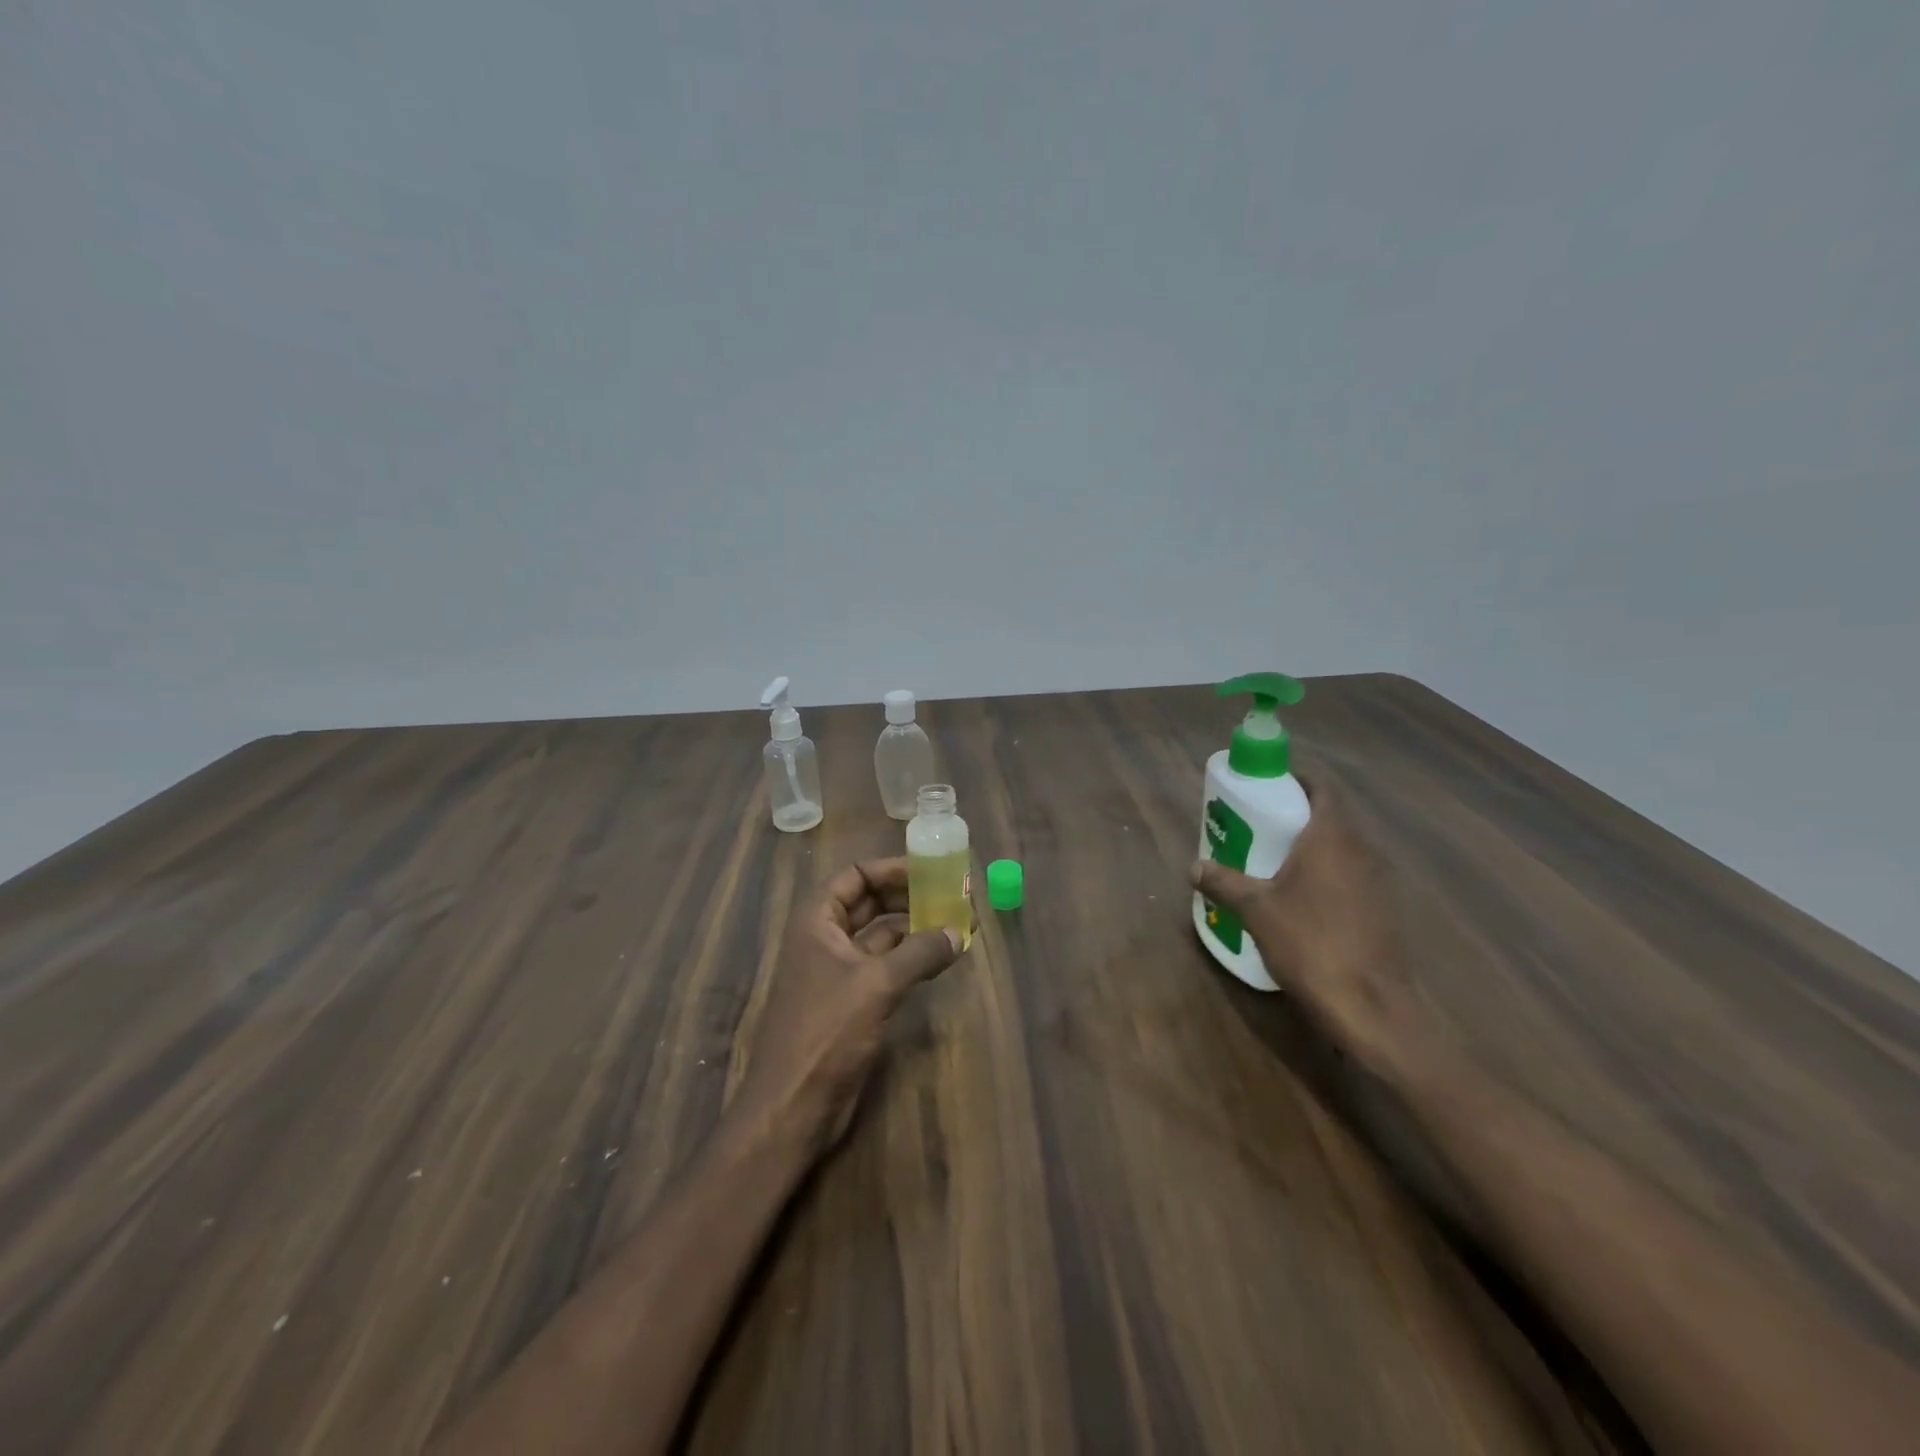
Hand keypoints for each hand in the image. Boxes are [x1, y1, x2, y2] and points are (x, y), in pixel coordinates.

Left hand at [736, 857, 962, 1154]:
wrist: (793, 1107)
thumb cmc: (825, 1034)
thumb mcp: (876, 986)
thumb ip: (919, 953)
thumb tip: (959, 932)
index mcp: (817, 922)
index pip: (854, 875)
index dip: (890, 868)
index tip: (930, 869)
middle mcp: (825, 939)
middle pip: (868, 902)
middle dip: (908, 896)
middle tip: (950, 894)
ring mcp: (837, 972)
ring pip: (880, 936)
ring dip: (914, 928)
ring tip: (955, 923)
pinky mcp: (851, 1002)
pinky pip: (885, 966)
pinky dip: (911, 958)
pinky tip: (940, 957)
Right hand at [1189, 776, 1432, 1077]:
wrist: (1368, 1004)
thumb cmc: (1308, 942)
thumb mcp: (1255, 909)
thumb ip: (1223, 882)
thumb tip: (1193, 867)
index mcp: (1332, 837)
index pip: (1323, 790)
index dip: (1298, 782)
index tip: (1270, 786)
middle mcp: (1362, 850)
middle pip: (1333, 817)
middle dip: (1300, 815)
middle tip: (1263, 824)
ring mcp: (1379, 881)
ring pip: (1345, 848)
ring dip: (1316, 846)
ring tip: (1278, 859)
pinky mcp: (1384, 909)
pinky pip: (1353, 875)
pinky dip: (1329, 874)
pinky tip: (1305, 898)